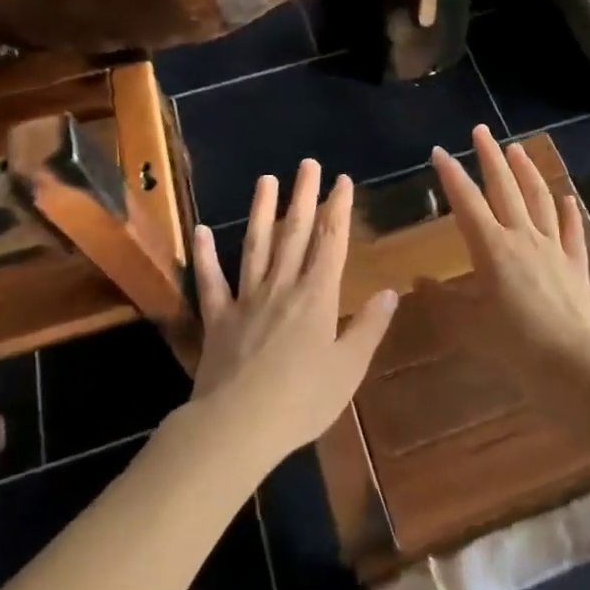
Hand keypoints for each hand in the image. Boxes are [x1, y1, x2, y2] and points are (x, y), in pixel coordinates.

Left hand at [189, 160, 398, 466]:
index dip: (338, 209)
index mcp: (317, 297)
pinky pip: (212, 281)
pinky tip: (200, 231)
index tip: (342, 181)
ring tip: (266, 180)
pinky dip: (205, 255)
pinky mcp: (219, 317)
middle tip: (308, 164)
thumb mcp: (348, 369)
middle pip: (296, 234)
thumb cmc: (302, 400)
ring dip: (262, 211)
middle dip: (304, 197)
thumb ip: (368, 328)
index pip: (331, 242)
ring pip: (256, 246)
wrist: (238, 425)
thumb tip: (389, 291)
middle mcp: (282, 287)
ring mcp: (247, 299)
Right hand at [426, 125, 589, 387]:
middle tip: (482, 131)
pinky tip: (568, 198)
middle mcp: (522, 237)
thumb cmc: (514, 344)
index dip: (451, 175)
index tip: (440, 151)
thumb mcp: (467, 326)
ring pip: (539, 200)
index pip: (466, 201)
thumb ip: (441, 300)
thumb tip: (418, 280)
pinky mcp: (576, 266)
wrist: (574, 364)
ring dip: (527, 172)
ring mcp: (553, 248)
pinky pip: (572, 231)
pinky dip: (569, 211)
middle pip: (505, 188)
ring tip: (518, 150)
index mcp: (492, 247)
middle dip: (490, 157)